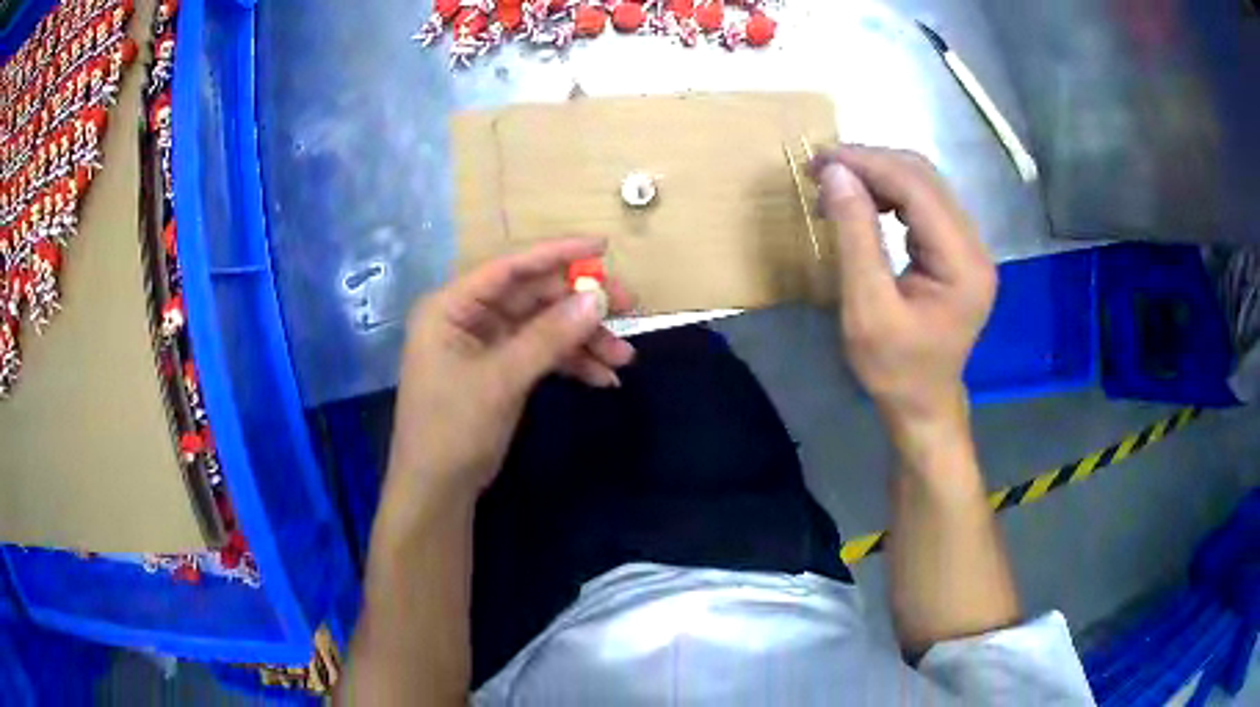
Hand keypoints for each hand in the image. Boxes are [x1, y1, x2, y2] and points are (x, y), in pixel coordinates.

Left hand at [384, 238, 635, 507]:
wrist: (438, 489)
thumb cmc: (453, 429)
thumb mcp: (502, 379)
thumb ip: (549, 336)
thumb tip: (599, 298)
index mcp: (452, 305)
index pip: (510, 266)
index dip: (557, 253)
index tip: (603, 247)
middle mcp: (469, 316)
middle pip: (533, 295)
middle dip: (580, 304)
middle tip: (629, 306)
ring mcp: (486, 343)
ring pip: (543, 326)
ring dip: (583, 339)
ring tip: (624, 358)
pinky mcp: (501, 368)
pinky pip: (541, 353)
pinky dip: (571, 363)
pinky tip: (603, 378)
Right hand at [811, 146, 995, 433]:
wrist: (923, 405)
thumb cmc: (894, 370)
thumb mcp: (867, 309)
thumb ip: (855, 237)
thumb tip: (835, 173)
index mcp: (963, 264)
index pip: (918, 188)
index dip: (869, 164)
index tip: (820, 158)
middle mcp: (975, 246)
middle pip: (925, 178)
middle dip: (872, 164)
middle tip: (821, 168)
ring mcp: (970, 247)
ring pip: (925, 185)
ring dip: (878, 175)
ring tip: (835, 184)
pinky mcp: (958, 251)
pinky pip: (924, 204)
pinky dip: (889, 194)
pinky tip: (861, 202)